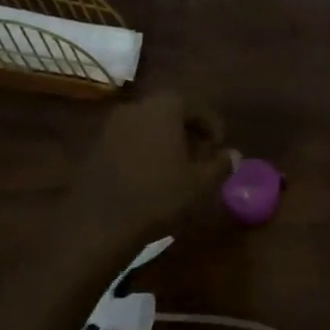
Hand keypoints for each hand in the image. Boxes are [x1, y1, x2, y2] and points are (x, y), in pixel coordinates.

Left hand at [61, 89, 234, 264]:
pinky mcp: (95, 147)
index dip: (211, 125)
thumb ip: (220, 165)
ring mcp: (111, 126)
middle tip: (200, 155)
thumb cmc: (158, 196)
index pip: (194, 105)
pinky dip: (143, 150)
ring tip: (177, 167)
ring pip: (147, 125)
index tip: (219, 146)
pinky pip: (128, 140)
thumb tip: (235, 155)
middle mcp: (136, 107)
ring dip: (164, 140)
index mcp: (164, 107)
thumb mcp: (200, 184)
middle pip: (169, 111)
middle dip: (187, 130)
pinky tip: (150, 176)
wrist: (99, 223)